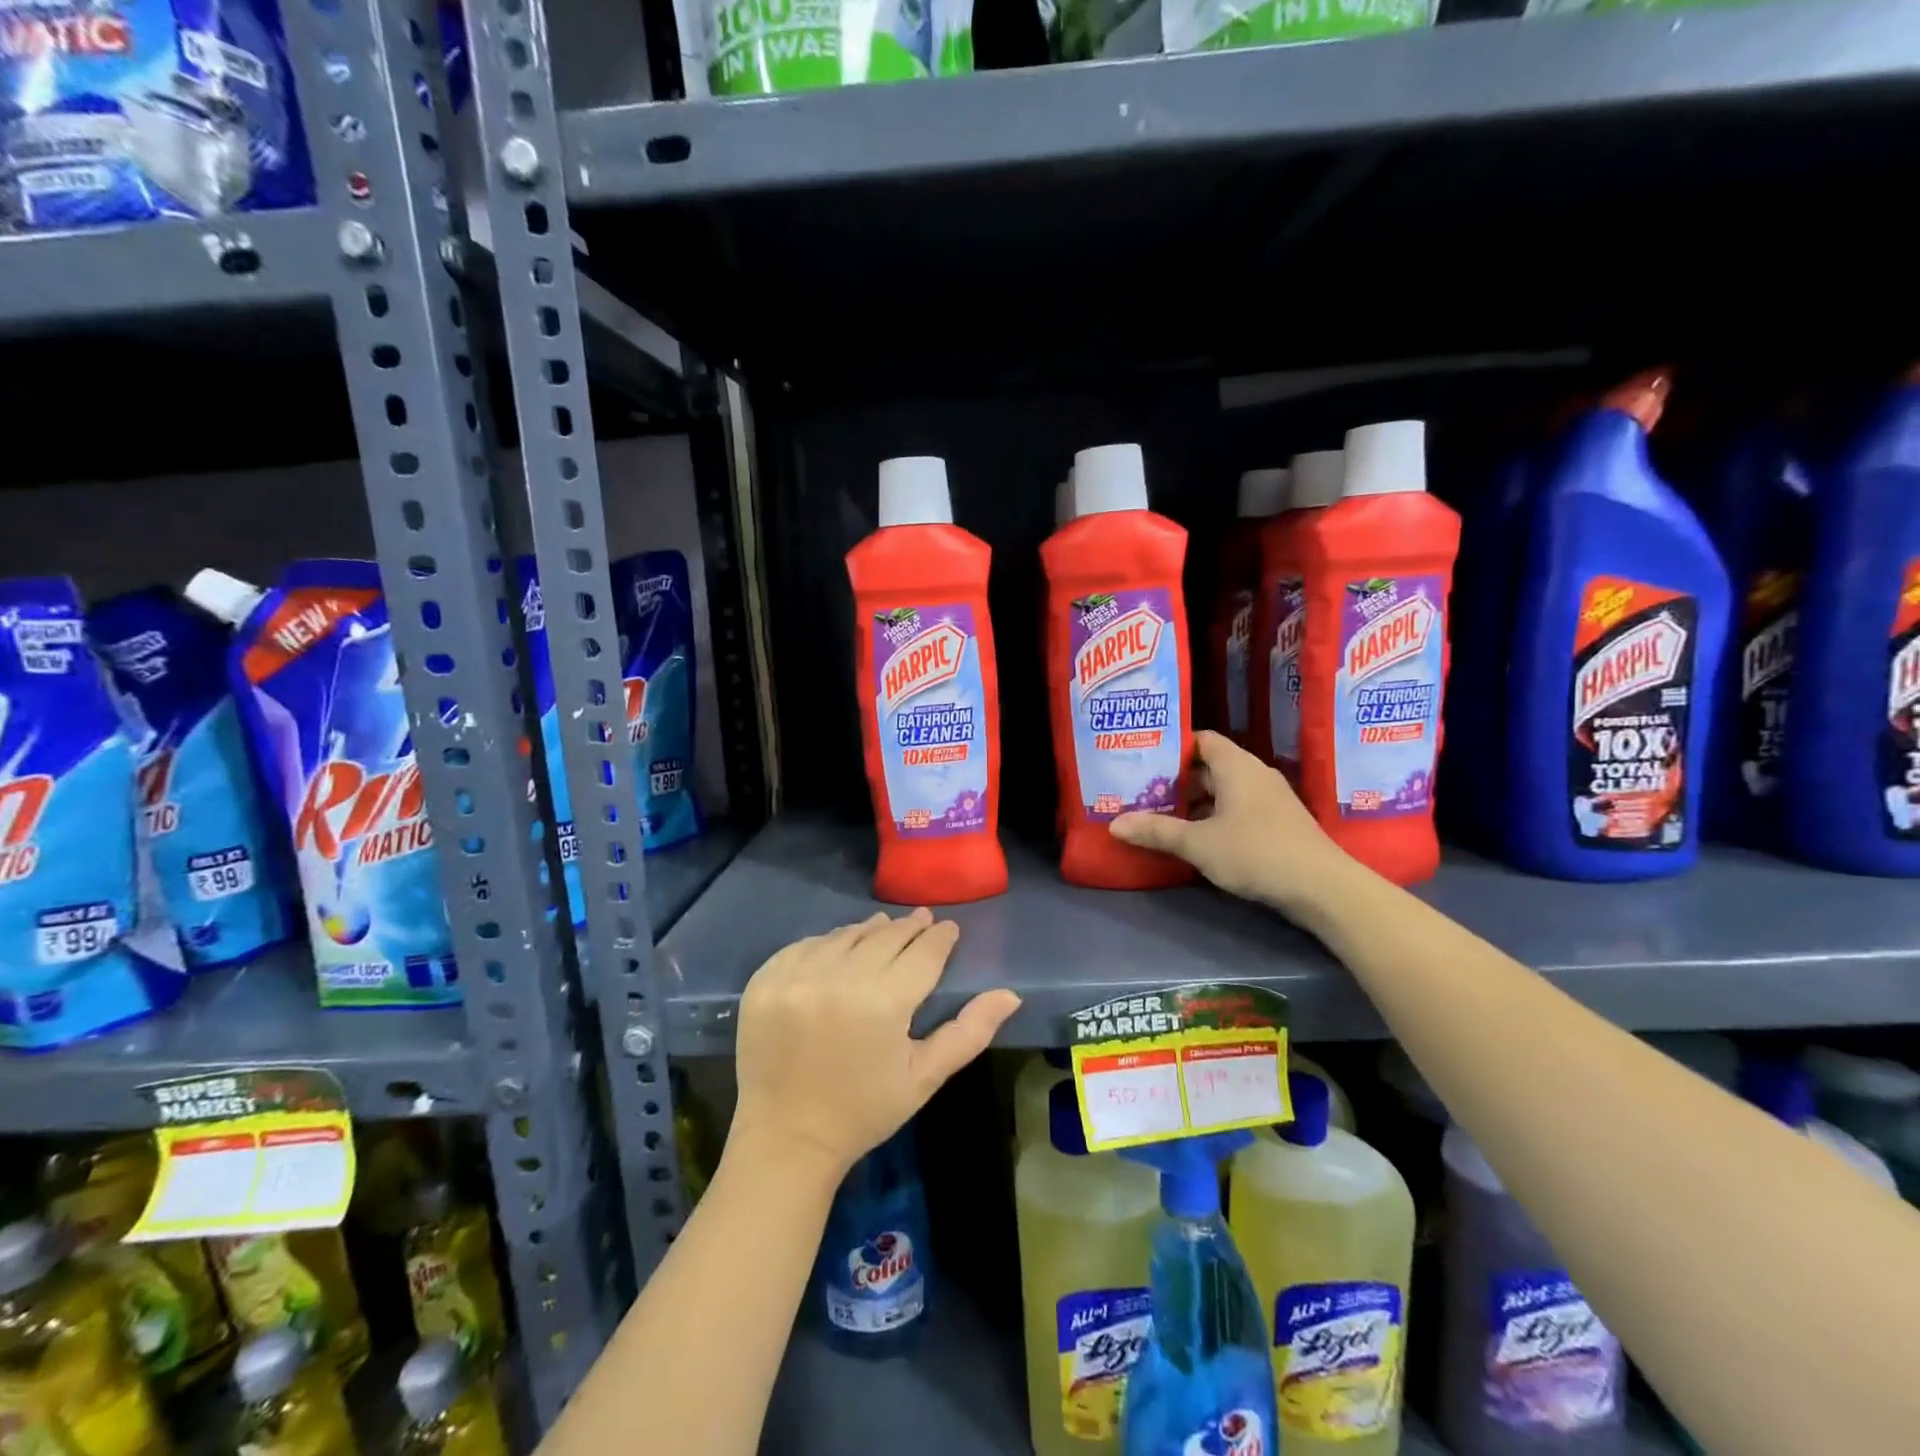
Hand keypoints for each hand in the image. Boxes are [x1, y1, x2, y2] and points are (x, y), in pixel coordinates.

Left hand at [729, 909, 1019, 1183]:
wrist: (786, 1140)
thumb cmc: (864, 1111)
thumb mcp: (924, 1077)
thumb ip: (969, 1032)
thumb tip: (1010, 994)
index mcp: (883, 1003)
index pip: (922, 953)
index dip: (939, 938)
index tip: (948, 928)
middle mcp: (839, 979)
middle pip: (884, 937)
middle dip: (908, 928)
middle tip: (922, 918)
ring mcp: (796, 977)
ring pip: (845, 936)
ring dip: (868, 931)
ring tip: (884, 928)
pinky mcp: (765, 981)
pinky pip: (805, 946)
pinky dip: (827, 943)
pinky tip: (839, 948)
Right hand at [1110, 730, 1353, 918]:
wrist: (1322, 887)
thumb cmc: (1256, 852)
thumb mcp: (1198, 843)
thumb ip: (1156, 831)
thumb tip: (1114, 824)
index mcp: (1237, 766)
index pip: (1201, 739)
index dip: (1172, 746)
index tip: (1143, 759)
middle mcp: (1254, 774)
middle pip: (1209, 766)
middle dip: (1177, 779)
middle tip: (1142, 790)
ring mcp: (1269, 800)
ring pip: (1224, 791)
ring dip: (1195, 802)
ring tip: (1159, 815)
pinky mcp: (1277, 824)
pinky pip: (1237, 809)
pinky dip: (1214, 817)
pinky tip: (1194, 838)